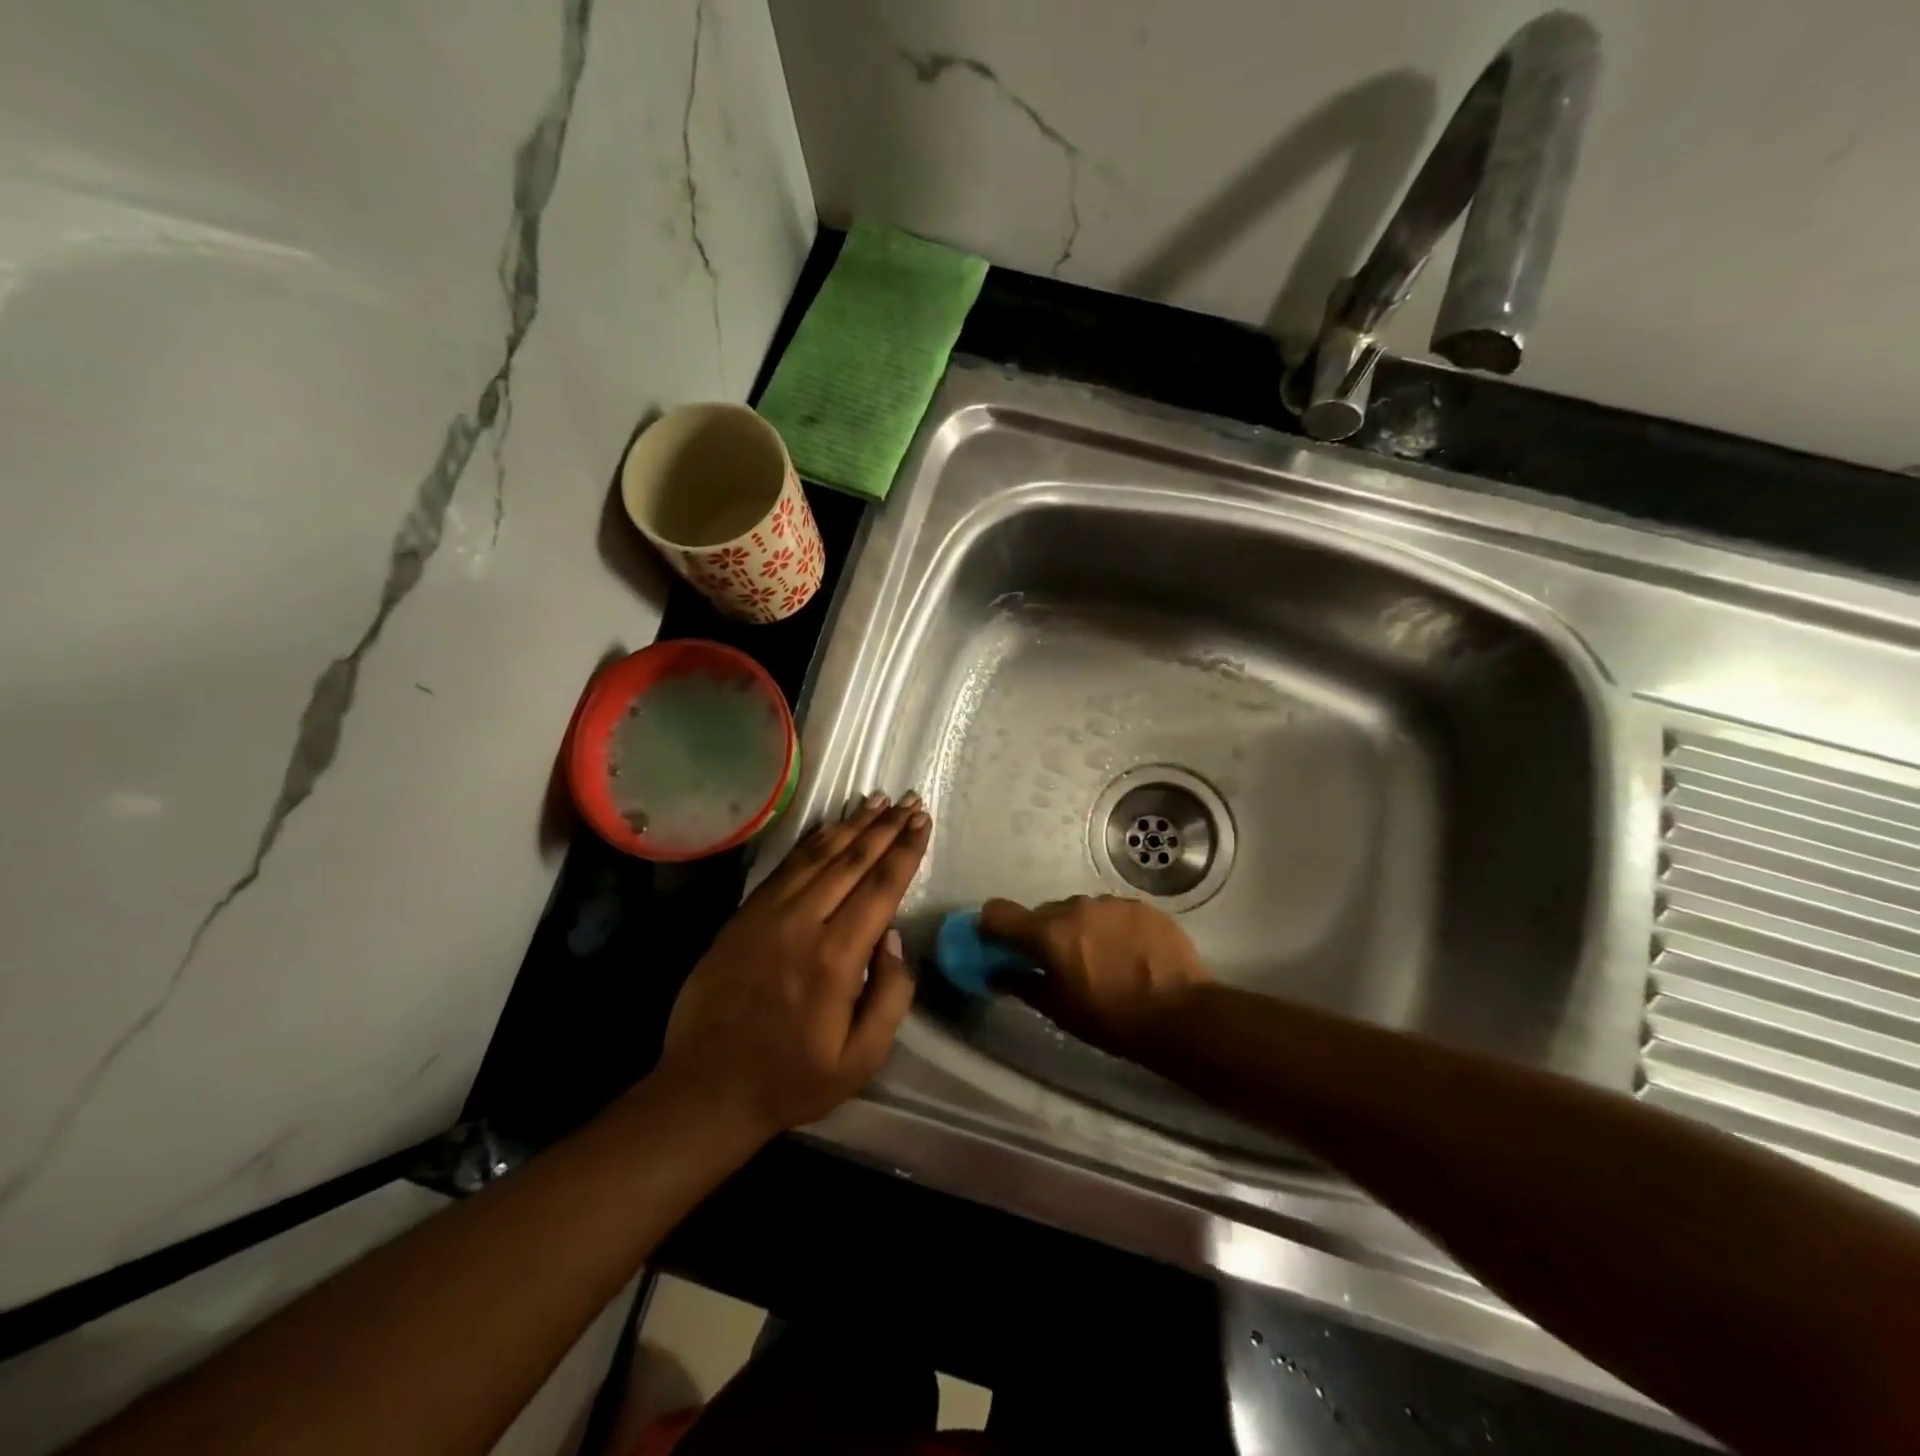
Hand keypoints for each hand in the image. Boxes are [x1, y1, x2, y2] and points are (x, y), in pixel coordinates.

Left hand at [658, 793, 930, 1138]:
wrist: (707, 1088)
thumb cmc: (792, 1078)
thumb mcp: (861, 1059)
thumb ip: (891, 996)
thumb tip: (894, 937)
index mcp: (836, 958)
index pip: (880, 887)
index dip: (905, 850)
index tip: (922, 821)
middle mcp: (802, 923)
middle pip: (852, 861)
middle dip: (885, 827)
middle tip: (909, 800)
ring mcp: (767, 914)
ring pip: (818, 855)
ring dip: (851, 825)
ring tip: (877, 801)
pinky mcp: (744, 915)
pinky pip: (786, 866)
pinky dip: (812, 841)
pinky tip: (830, 827)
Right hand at [978, 894, 1210, 1054]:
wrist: (1182, 1014)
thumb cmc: (1112, 1019)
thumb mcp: (1060, 1010)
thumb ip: (1024, 985)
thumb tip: (997, 974)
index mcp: (1049, 933)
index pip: (1000, 912)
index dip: (992, 926)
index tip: (997, 943)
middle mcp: (1076, 907)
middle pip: (1044, 913)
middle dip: (1043, 934)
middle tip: (1058, 963)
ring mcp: (1111, 903)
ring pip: (1080, 910)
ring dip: (1079, 929)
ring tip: (1100, 959)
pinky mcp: (1141, 906)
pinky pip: (1112, 912)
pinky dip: (1110, 928)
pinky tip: (1127, 954)